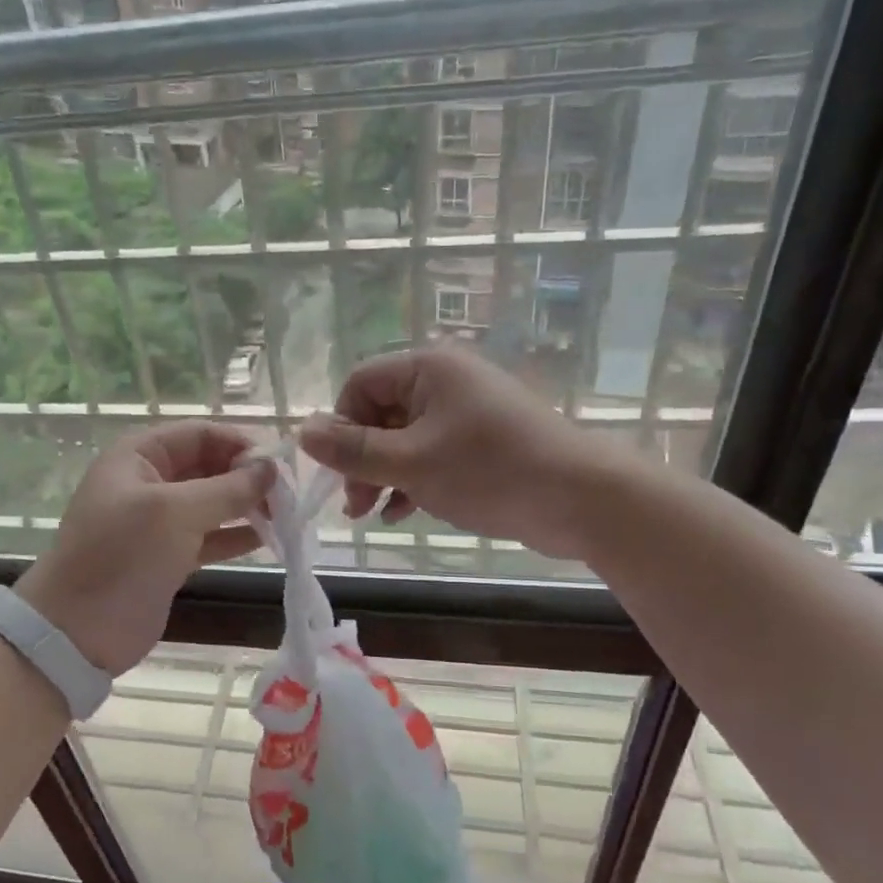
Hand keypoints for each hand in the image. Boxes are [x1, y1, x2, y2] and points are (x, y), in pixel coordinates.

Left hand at [15, 422, 273, 675]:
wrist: (76, 631)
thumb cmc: (122, 557)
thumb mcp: (175, 513)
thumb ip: (227, 488)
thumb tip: (271, 469)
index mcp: (138, 456)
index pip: (199, 434)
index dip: (239, 444)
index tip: (278, 466)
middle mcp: (148, 481)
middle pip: (208, 466)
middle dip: (246, 477)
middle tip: (288, 496)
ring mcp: (157, 522)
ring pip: (211, 502)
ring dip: (246, 506)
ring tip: (285, 517)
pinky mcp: (166, 557)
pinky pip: (208, 536)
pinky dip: (235, 536)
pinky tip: (268, 539)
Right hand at [299, 347, 595, 554]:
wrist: (581, 499)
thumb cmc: (489, 471)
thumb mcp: (410, 462)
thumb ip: (352, 450)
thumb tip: (301, 431)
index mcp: (428, 368)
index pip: (360, 384)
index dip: (340, 426)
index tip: (337, 471)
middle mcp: (445, 382)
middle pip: (380, 413)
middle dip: (360, 460)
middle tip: (353, 504)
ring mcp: (465, 413)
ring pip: (403, 439)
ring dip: (382, 475)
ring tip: (371, 514)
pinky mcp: (481, 444)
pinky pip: (430, 455)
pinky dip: (411, 481)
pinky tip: (401, 514)